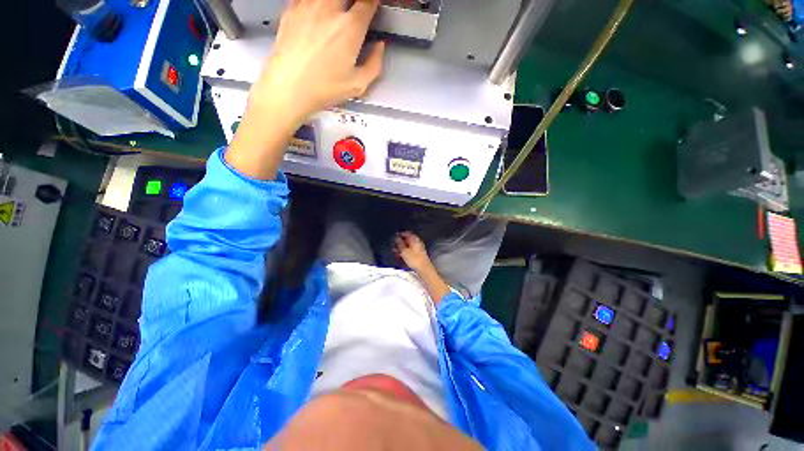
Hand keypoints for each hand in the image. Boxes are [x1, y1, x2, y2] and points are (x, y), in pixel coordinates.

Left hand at [250, 0, 384, 128]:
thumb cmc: (322, 88)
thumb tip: (378, 48)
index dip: (374, 3)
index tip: (374, 6)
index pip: (368, 2)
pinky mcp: (291, 10)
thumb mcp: (358, 85)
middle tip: (356, 10)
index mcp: (350, 28)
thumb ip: (374, 64)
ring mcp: (308, 6)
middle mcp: (329, 10)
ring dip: (336, 4)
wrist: (288, 87)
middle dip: (355, 1)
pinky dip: (315, 3)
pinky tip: (318, 13)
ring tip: (336, 14)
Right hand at [394, 231, 449, 301]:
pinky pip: (411, 250)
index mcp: (414, 239)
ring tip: (395, 251)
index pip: (407, 233)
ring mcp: (419, 248)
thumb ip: (399, 243)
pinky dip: (406, 251)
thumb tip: (396, 237)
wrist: (424, 269)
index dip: (400, 234)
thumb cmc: (413, 259)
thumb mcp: (404, 251)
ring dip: (402, 247)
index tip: (394, 236)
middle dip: (400, 242)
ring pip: (409, 245)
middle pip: (408, 239)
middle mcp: (417, 242)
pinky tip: (401, 256)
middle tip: (394, 245)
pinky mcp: (419, 254)